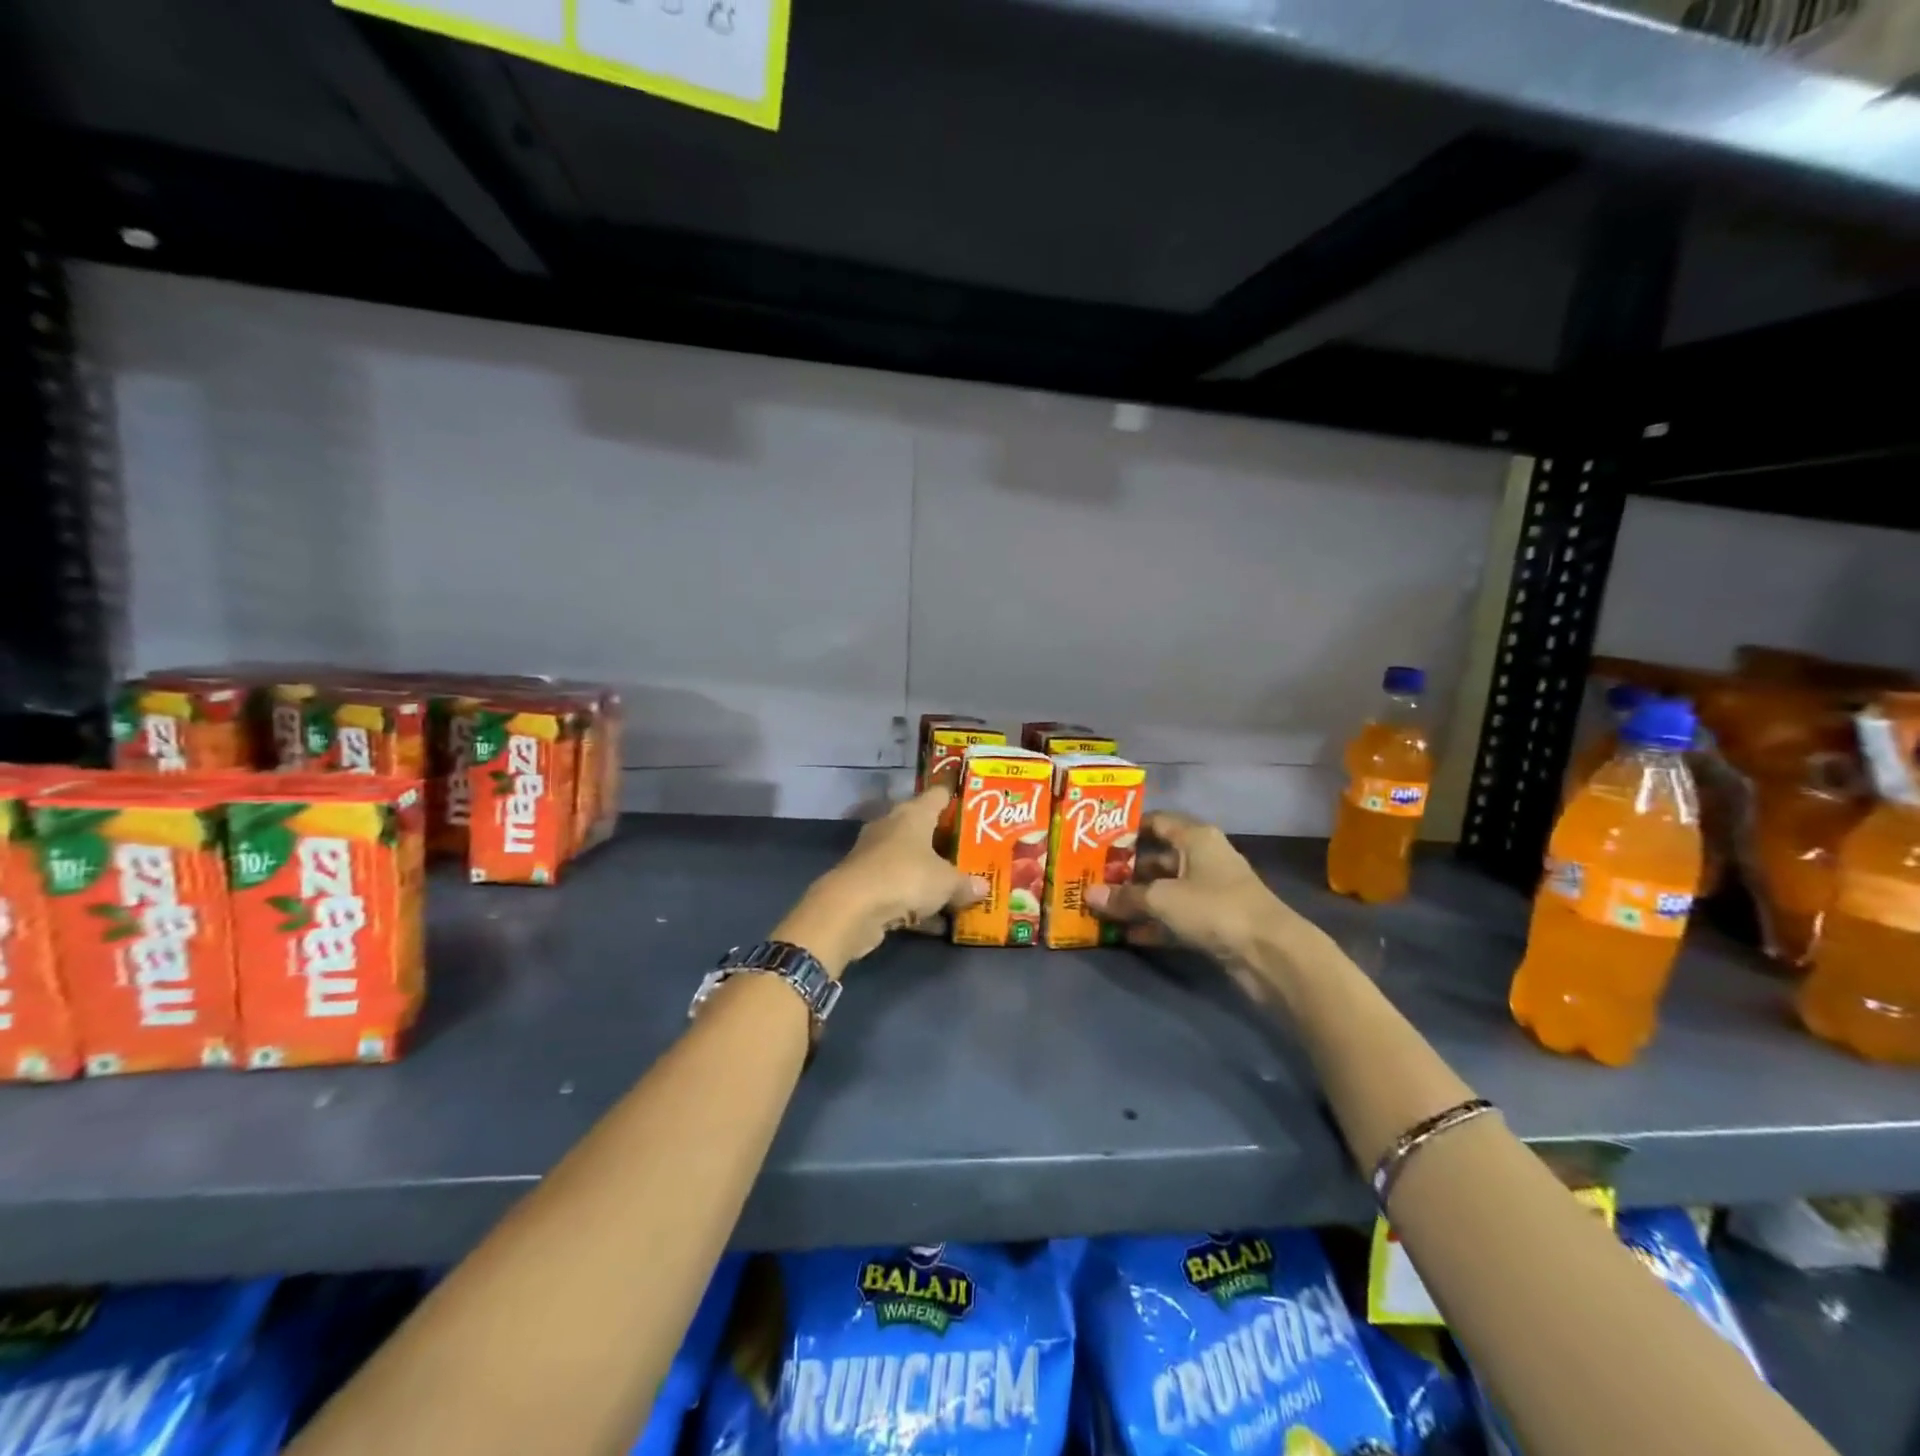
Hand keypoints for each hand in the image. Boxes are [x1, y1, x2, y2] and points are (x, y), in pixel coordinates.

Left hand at [773, 786, 987, 976]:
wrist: (851, 909)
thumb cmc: (906, 877)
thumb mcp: (946, 882)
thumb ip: (965, 883)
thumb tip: (983, 887)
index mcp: (913, 814)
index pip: (937, 796)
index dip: (953, 797)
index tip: (970, 802)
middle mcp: (891, 828)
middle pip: (922, 829)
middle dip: (944, 842)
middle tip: (971, 853)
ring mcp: (875, 856)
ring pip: (909, 862)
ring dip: (929, 877)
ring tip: (958, 891)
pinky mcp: (865, 885)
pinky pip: (899, 890)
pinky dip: (915, 904)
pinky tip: (936, 924)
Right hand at [1086, 811, 1294, 967]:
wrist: (1269, 953)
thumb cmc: (1214, 907)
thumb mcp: (1162, 899)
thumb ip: (1124, 897)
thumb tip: (1088, 895)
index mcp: (1195, 837)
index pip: (1156, 821)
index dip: (1127, 829)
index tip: (1095, 840)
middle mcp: (1203, 858)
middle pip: (1158, 858)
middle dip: (1126, 869)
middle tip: (1091, 877)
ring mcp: (1210, 891)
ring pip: (1165, 889)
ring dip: (1137, 899)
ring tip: (1100, 907)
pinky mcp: (1213, 922)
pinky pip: (1175, 916)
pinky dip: (1153, 923)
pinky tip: (1125, 934)